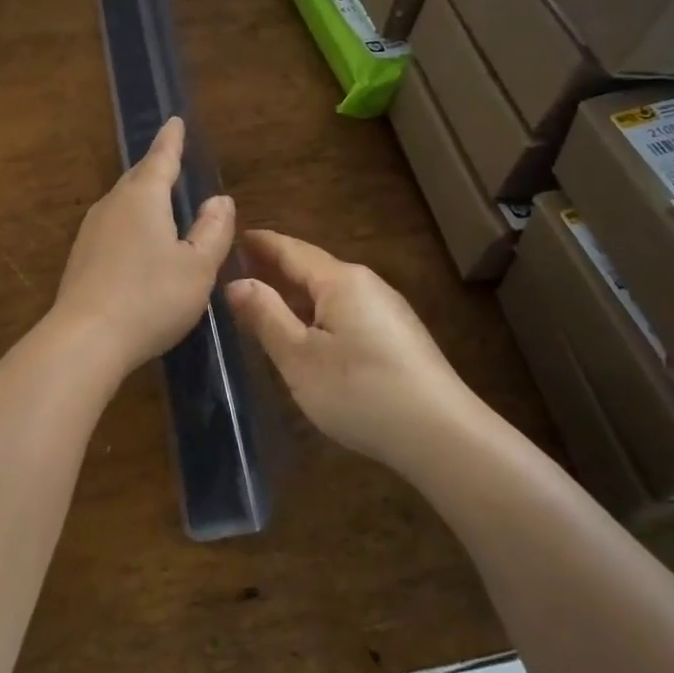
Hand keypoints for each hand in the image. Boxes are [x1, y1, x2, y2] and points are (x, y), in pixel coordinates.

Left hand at [53, 117, 235, 374]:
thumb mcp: (197, 266)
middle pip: (138, 178)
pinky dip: (131, 223)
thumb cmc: (151, 297)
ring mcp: (92, 231)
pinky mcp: (81, 258)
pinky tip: (138, 242)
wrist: (85, 338)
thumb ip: (213, 230)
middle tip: (171, 157)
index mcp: (143, 197)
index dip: (171, 140)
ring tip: (159, 198)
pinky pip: (113, 226)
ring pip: (123, 203)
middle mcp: (113, 205)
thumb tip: (219, 199)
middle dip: (156, 166)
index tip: (175, 120)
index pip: (161, 158)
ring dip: (142, 196)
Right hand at [226, 230, 479, 470]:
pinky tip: (308, 334)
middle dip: (276, 267)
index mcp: (339, 280)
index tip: (231, 237)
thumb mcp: (299, 357)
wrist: (442, 436)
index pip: (290, 249)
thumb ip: (265, 316)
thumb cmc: (360, 390)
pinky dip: (318, 312)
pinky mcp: (398, 337)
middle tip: (239, 269)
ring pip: (330, 292)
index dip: (260, 244)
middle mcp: (366, 284)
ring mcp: (387, 310)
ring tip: (265, 301)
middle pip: (312, 267)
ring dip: (297, 293)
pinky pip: (347, 311)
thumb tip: (235, 282)